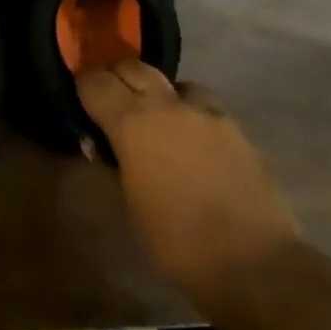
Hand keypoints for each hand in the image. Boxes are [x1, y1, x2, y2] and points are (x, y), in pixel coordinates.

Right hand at [78, 60, 297, 313]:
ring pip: (173, 82)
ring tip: (156, 118)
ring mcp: (206, 112)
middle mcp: (167, 105)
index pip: (96, 81)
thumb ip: (111, 165)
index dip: (83, 85)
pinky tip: (191, 138)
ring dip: (158, 93)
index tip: (79, 97)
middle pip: (134, 67)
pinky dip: (188, 112)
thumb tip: (100, 145)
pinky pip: (202, 105)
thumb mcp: (128, 205)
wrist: (252, 261)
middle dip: (117, 77)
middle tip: (109, 99)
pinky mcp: (235, 126)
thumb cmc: (175, 241)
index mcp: (132, 123)